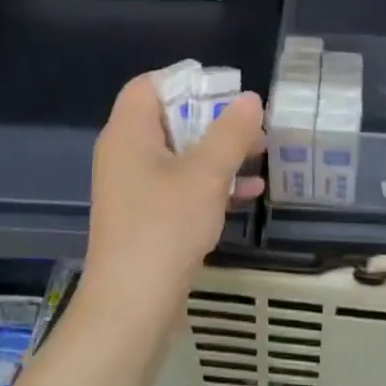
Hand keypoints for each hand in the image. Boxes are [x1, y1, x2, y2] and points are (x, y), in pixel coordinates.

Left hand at [84, 72, 264, 313]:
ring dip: (218, 152)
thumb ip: (230, 133)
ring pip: (180, 155)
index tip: (225, 91)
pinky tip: (250, 191)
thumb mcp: (206, 175)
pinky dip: (211, 183)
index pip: (148, 86)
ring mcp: (134, 189)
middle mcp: (125, 155)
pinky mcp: (147, 217)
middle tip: (252, 125)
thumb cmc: (165, 227)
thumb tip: (250, 99)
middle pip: (168, 118)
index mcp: (128, 134)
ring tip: (260, 152)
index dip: (186, 81)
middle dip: (213, 119)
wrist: (133, 304)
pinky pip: (181, 186)